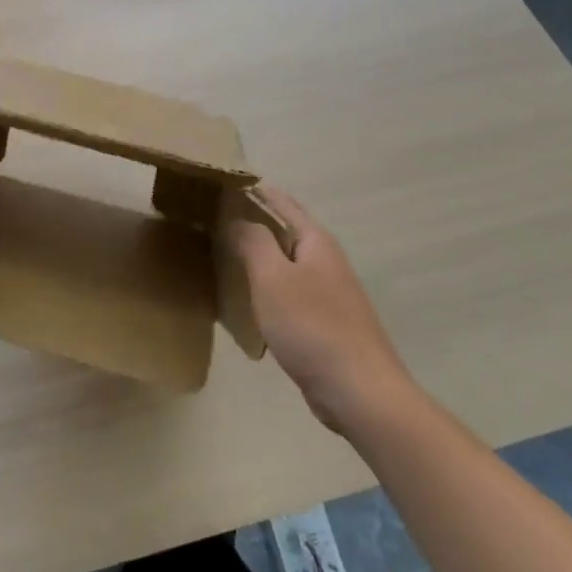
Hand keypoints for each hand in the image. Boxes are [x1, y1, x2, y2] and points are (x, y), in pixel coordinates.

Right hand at [230, 184, 417, 437]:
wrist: (359, 392)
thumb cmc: (312, 327)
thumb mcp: (273, 277)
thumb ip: (253, 241)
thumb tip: (237, 215)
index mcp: (315, 242)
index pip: (281, 202)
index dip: (254, 190)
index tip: (223, 180)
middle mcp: (324, 261)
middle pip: (283, 230)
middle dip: (252, 220)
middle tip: (211, 215)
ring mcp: (327, 292)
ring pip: (284, 262)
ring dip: (256, 254)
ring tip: (220, 250)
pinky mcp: (323, 322)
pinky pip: (287, 291)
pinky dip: (264, 285)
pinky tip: (244, 296)